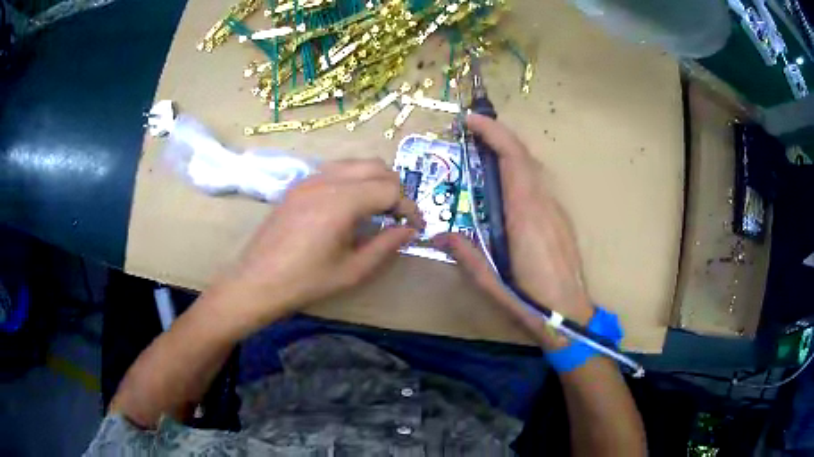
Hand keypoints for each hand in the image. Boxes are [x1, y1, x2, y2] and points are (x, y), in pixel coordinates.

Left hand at [204, 159, 423, 337]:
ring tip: (378, 209)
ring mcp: (309, 178)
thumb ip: (385, 246)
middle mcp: (327, 180)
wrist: (257, 281)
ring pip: (355, 163)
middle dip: (395, 189)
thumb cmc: (306, 281)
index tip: (416, 226)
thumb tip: (409, 231)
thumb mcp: (352, 270)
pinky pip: (335, 169)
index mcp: (342, 201)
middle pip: (376, 167)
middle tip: (398, 216)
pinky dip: (353, 179)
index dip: (409, 207)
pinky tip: (350, 205)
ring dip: (374, 180)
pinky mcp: (299, 184)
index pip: (390, 189)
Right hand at [433, 114, 593, 348]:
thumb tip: (438, 234)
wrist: (571, 317)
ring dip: (509, 152)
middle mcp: (544, 205)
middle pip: (524, 156)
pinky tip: (505, 185)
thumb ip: (466, 255)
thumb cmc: (531, 303)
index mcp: (525, 215)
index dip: (494, 133)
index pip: (512, 159)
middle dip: (499, 135)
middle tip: (471, 132)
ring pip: (533, 169)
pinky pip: (539, 185)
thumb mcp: (491, 283)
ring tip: (482, 153)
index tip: (471, 120)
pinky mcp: (560, 220)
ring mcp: (556, 211)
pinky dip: (520, 171)